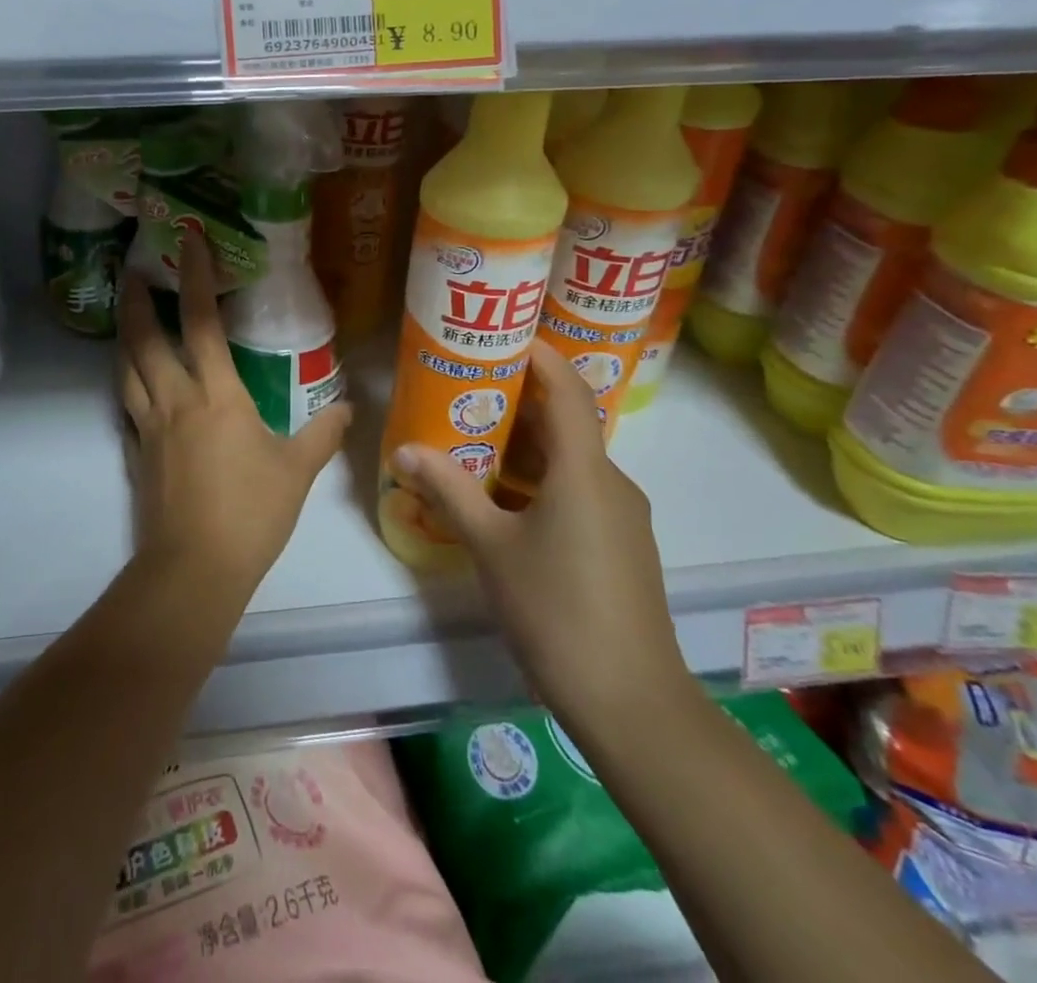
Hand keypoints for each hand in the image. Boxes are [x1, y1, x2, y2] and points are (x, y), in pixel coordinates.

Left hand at [118, 233, 351, 606]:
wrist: (194, 568)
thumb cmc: (251, 513)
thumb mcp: (297, 471)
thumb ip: (322, 435)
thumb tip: (346, 408)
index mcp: (216, 395)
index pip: (201, 323)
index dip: (193, 277)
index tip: (187, 241)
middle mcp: (175, 400)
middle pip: (144, 339)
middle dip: (136, 299)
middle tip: (132, 269)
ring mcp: (148, 427)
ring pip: (127, 369)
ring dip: (125, 337)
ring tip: (127, 317)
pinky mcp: (136, 453)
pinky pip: (126, 405)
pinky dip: (126, 383)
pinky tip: (133, 383)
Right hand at [391, 344, 693, 740]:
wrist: (631, 700)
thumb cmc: (556, 608)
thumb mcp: (491, 546)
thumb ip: (449, 491)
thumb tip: (404, 451)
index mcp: (584, 469)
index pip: (567, 388)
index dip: (538, 354)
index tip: (501, 336)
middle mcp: (611, 481)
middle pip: (567, 422)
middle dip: (518, 402)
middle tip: (466, 390)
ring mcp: (621, 515)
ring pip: (571, 460)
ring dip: (527, 445)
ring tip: (474, 441)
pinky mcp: (621, 544)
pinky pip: (579, 491)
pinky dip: (542, 480)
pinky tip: (505, 501)